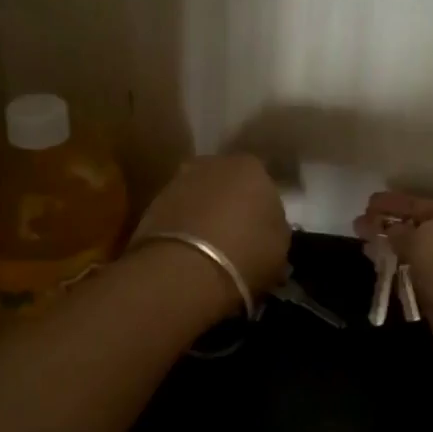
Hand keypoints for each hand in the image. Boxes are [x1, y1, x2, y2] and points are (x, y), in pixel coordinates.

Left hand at [133, 155, 291, 306]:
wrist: (184, 268)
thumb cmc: (246, 253)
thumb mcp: (280, 247)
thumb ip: (274, 228)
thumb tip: (266, 228)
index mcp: (251, 167)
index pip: (262, 182)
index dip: (262, 207)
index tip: (261, 231)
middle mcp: (213, 163)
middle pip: (227, 183)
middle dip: (230, 203)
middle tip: (235, 236)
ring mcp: (179, 180)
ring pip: (199, 196)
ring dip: (203, 214)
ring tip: (208, 247)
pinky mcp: (152, 202)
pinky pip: (177, 213)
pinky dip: (182, 227)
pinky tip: (187, 251)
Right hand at [355, 191, 432, 372]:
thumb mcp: (426, 237)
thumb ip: (402, 231)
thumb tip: (390, 232)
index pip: (428, 206)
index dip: (396, 203)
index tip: (368, 202)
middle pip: (425, 233)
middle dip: (392, 228)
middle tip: (360, 226)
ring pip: (422, 261)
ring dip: (394, 255)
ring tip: (366, 250)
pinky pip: (421, 286)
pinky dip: (402, 281)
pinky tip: (383, 278)